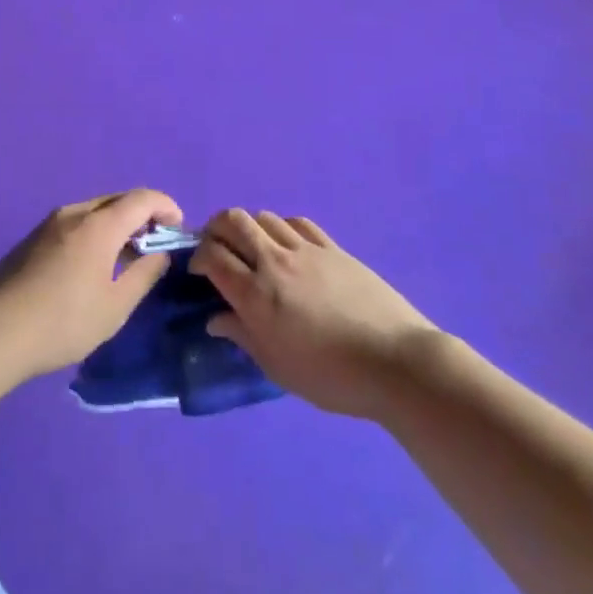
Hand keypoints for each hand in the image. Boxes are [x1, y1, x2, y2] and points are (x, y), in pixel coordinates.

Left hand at [0, 188, 183, 382]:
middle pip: (117, 199)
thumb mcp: (115, 306)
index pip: (142, 198)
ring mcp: (49, 223)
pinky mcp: (32, 238)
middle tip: (155, 243)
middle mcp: (74, 213)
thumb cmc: (65, 321)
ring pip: (93, 210)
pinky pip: (74, 223)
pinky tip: (92, 264)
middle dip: (142, 214)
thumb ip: (144, 274)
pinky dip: (94, 232)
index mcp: (99, 225)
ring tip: (125, 255)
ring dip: (116, 223)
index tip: (178, 227)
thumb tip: (159, 254)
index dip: (166, 206)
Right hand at [192, 209, 438, 419]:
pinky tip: (286, 243)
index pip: (213, 256)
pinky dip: (282, 227)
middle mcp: (274, 262)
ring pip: (264, 217)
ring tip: (251, 247)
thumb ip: (242, 335)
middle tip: (217, 247)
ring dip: (249, 226)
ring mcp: (305, 250)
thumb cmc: (330, 376)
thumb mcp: (277, 366)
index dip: (198, 257)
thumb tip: (215, 319)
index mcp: (255, 294)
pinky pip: (297, 223)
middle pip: (233, 221)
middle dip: (215, 228)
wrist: (394, 362)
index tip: (198, 271)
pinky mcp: (332, 247)